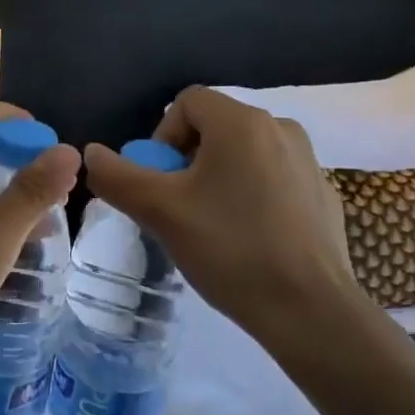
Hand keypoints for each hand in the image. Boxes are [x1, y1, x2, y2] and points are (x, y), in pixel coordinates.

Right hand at [83, 87, 383, 355]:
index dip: (162, 137)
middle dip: (187, 162)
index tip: (162, 184)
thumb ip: (117, 176)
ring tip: (212, 227)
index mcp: (242, 122)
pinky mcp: (324, 195)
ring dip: (218, 179)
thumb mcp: (159, 212)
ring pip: (244, 155)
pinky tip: (250, 241)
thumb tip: (91, 153)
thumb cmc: (230, 248)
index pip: (186, 102)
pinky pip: (273, 180)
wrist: (311, 311)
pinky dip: (252, 197)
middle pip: (215, 127)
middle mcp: (280, 128)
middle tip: (180, 208)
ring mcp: (309, 162)